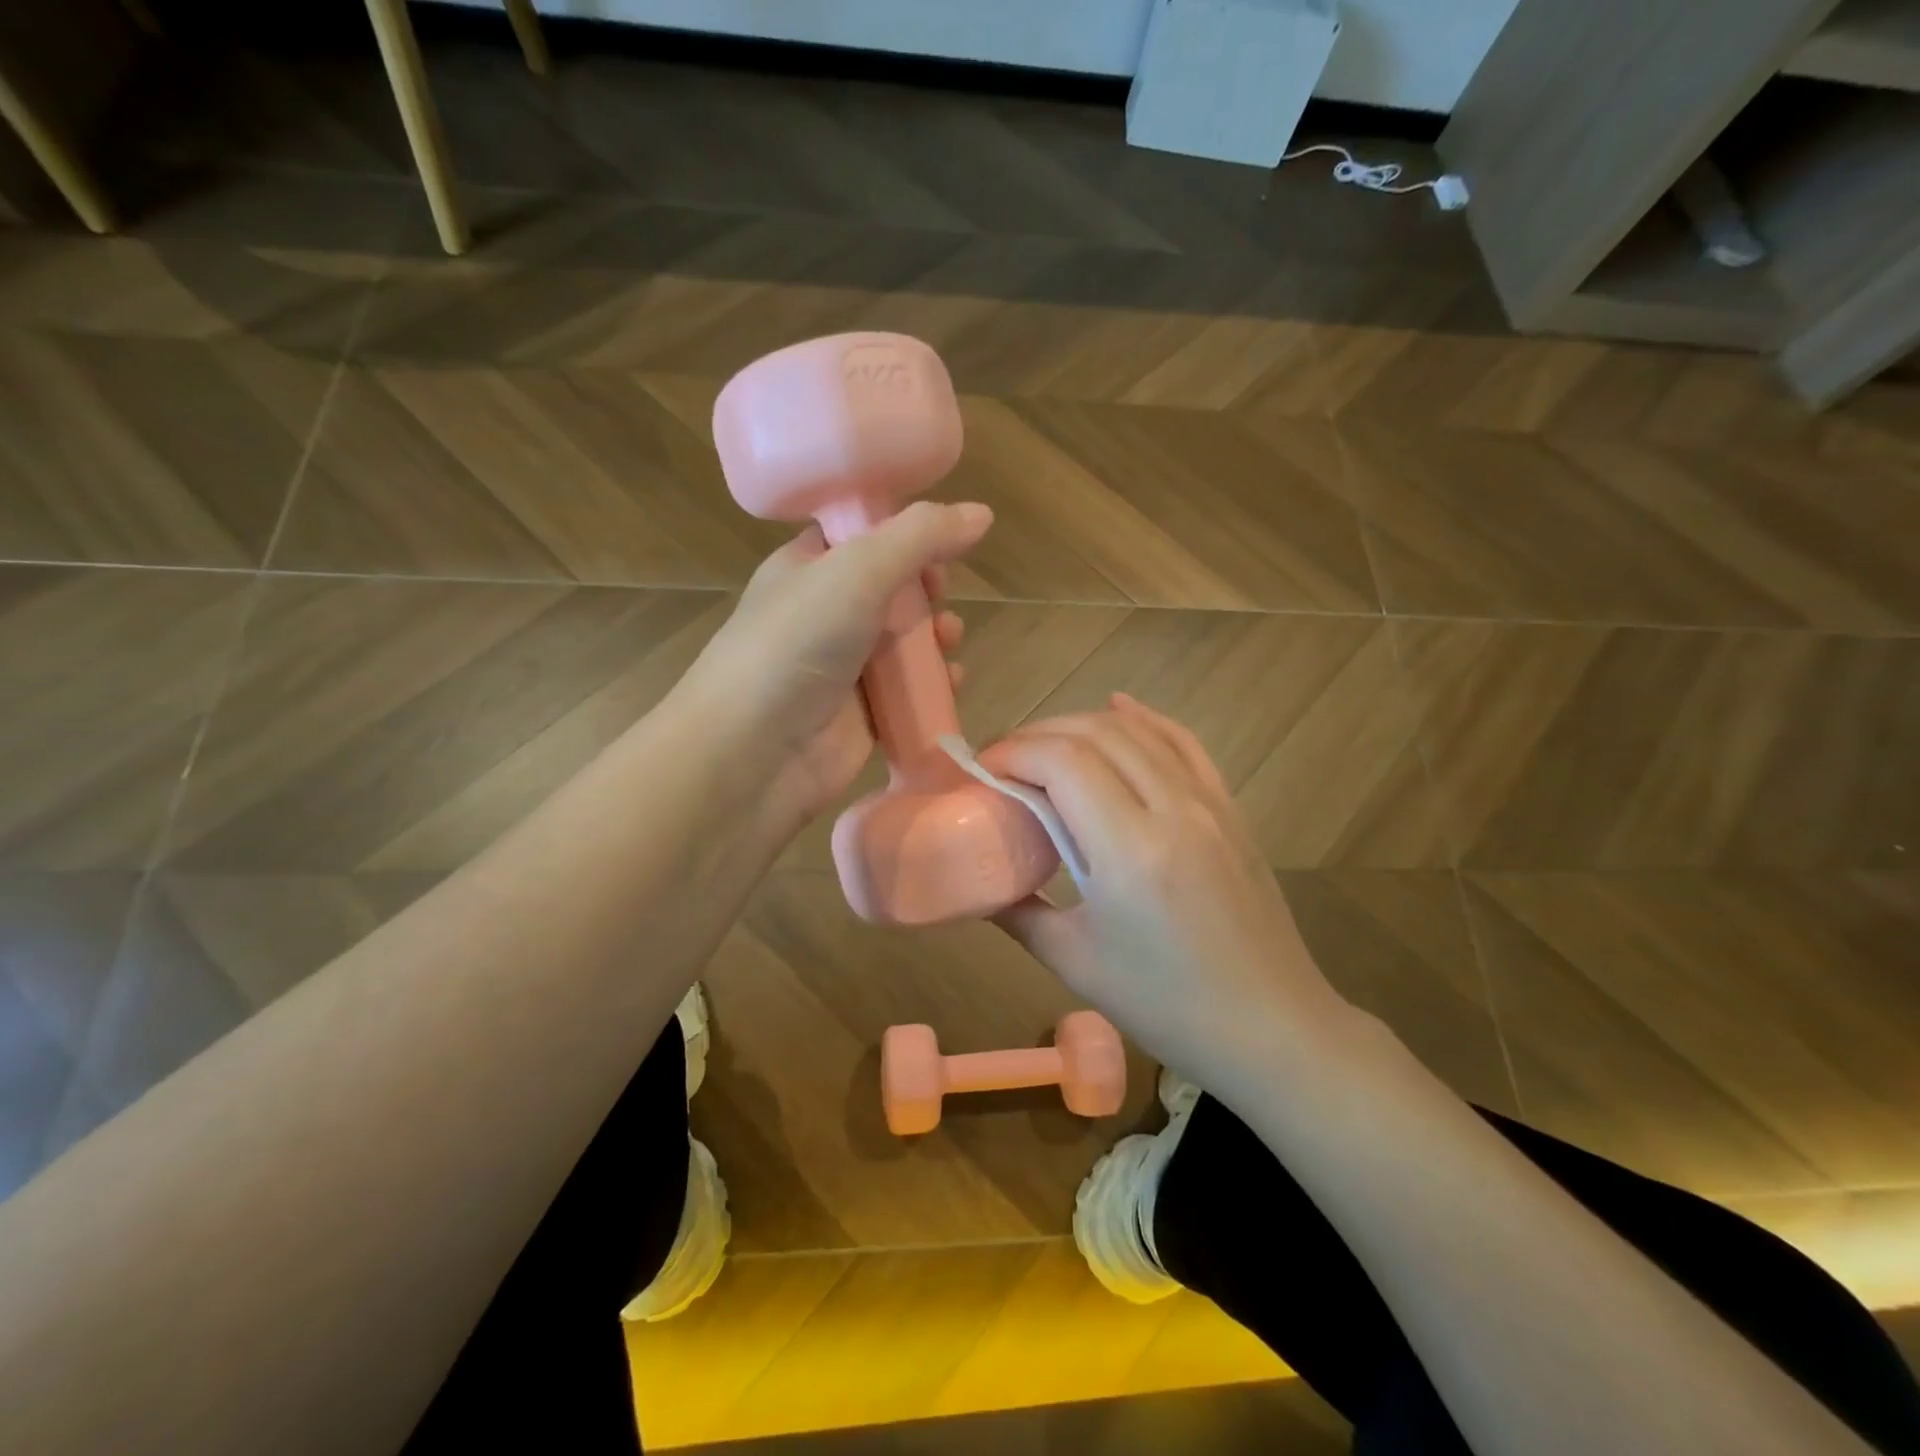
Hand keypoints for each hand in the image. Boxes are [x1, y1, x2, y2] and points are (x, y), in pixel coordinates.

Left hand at [683, 500, 991, 828]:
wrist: (754, 752)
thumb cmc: (797, 645)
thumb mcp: (857, 571)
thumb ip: (921, 537)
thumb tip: (982, 513)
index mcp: (807, 568)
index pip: (860, 536)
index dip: (902, 533)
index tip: (937, 541)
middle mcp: (823, 614)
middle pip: (890, 590)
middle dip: (924, 590)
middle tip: (938, 594)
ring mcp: (842, 668)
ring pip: (904, 644)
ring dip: (935, 638)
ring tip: (949, 640)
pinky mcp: (861, 716)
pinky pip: (908, 693)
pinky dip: (933, 686)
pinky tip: (951, 684)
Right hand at [979, 695, 1352, 1087]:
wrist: (1272, 1028)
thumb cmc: (1167, 1006)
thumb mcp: (1075, 963)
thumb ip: (1019, 912)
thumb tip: (980, 883)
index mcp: (1130, 851)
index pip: (1062, 763)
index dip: (1013, 753)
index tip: (981, 771)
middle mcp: (1173, 809)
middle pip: (1095, 734)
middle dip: (1038, 735)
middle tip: (1002, 760)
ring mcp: (1210, 803)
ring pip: (1138, 731)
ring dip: (1082, 725)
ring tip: (1044, 744)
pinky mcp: (1230, 809)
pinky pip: (1184, 744)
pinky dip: (1146, 719)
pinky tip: (1120, 707)